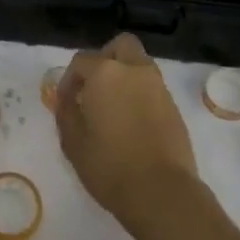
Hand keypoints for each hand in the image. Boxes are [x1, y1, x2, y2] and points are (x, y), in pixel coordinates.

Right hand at [55, 33, 198, 225]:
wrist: (163, 193)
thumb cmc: (110, 166)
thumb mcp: (73, 142)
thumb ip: (66, 113)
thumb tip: (67, 99)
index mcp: (105, 73)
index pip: (81, 61)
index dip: (69, 80)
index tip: (66, 102)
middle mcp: (134, 70)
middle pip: (120, 46)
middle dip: (105, 59)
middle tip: (94, 86)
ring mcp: (158, 87)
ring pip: (140, 65)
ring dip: (125, 76)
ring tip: (113, 107)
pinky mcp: (174, 107)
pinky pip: (152, 87)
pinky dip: (140, 94)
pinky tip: (132, 122)